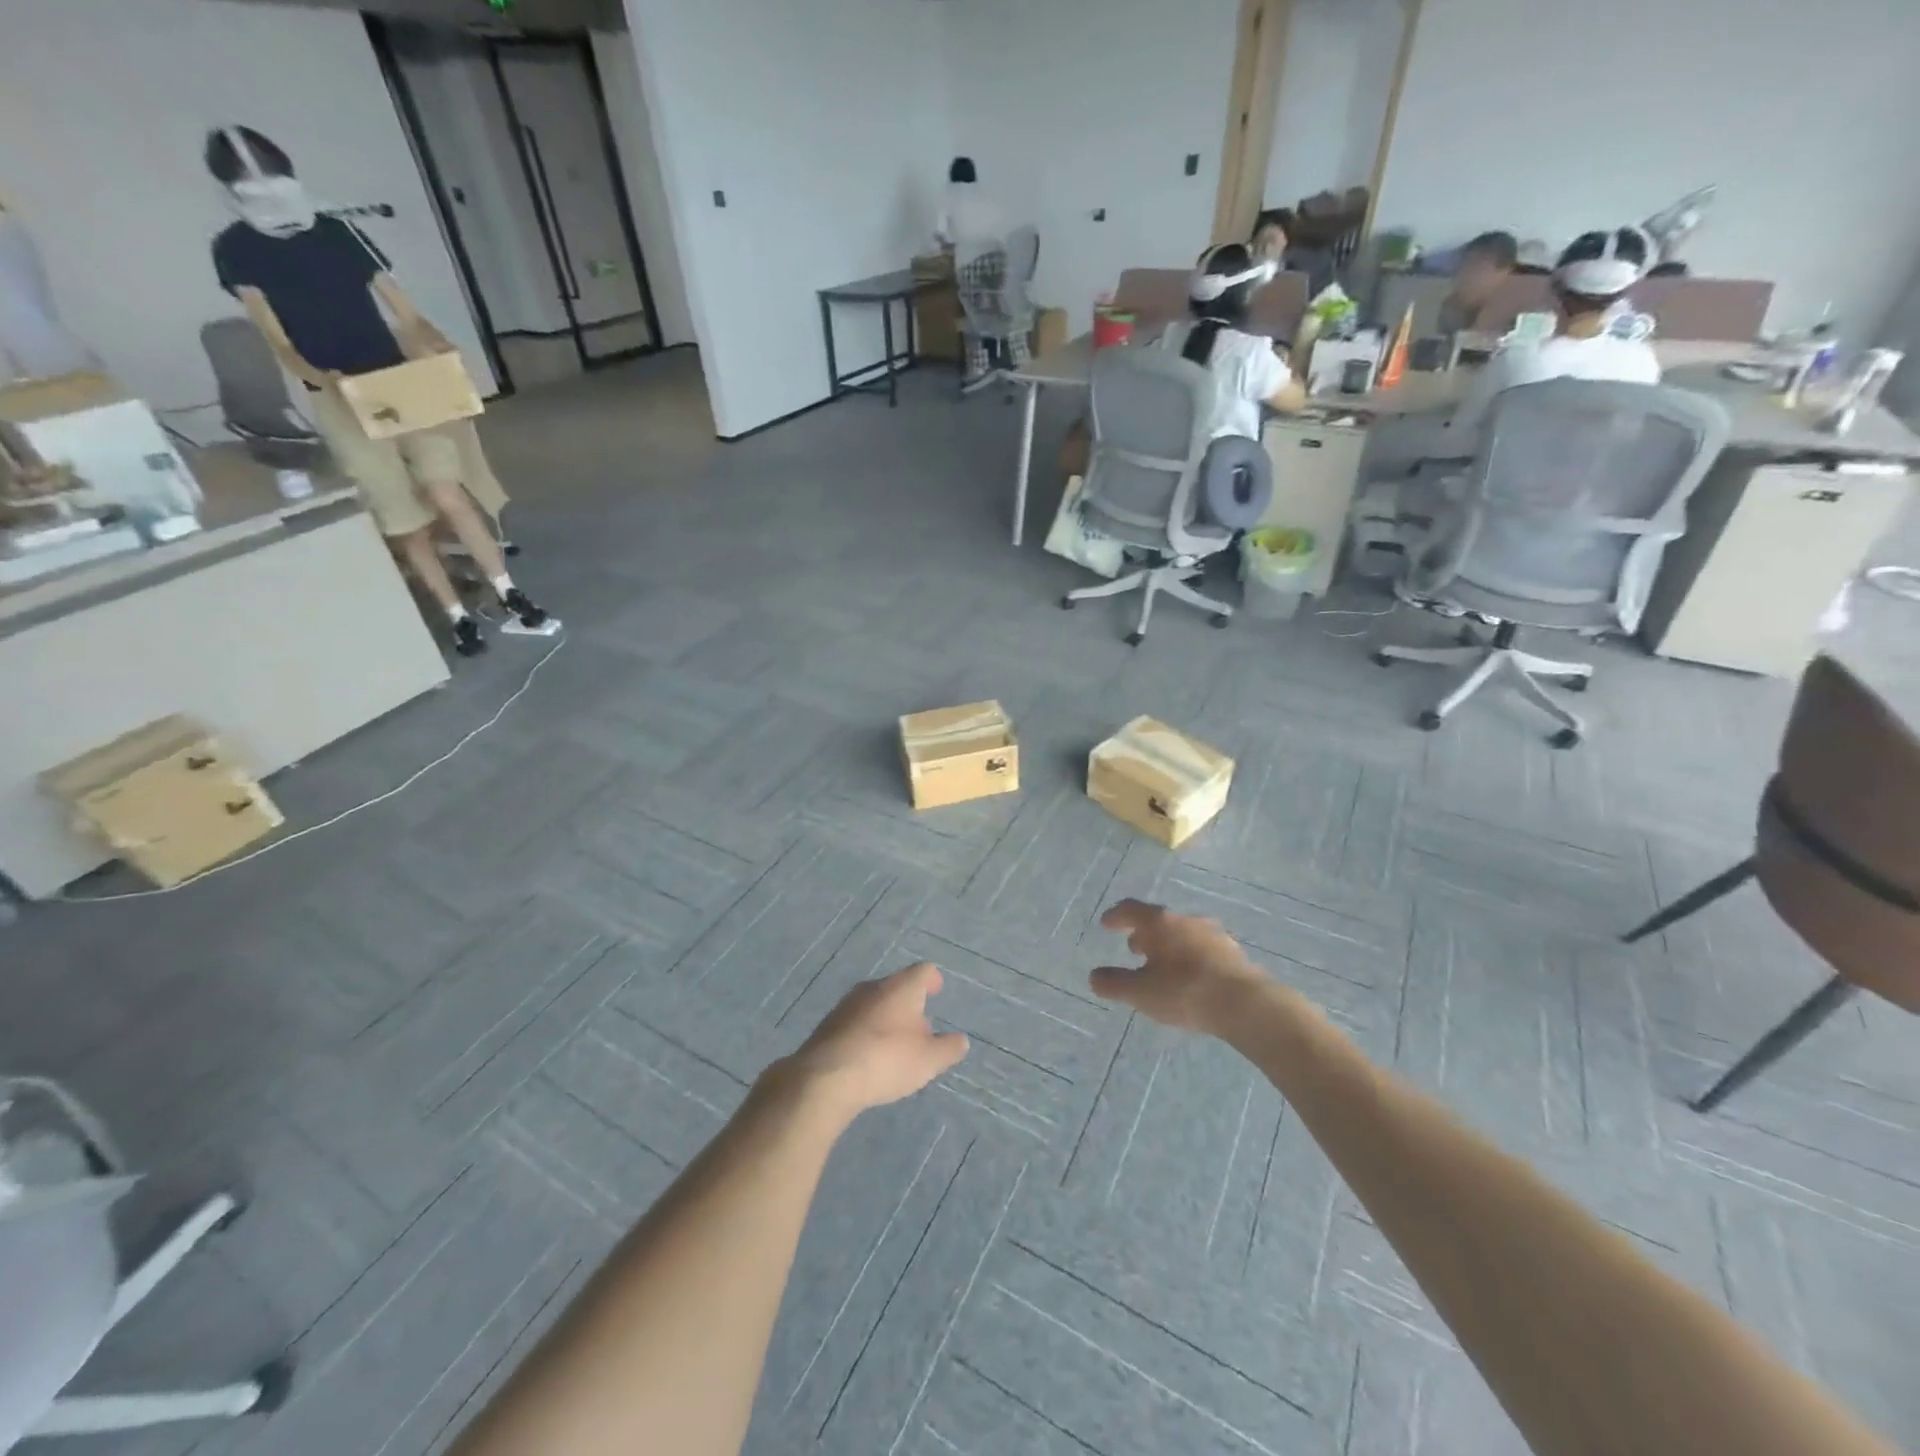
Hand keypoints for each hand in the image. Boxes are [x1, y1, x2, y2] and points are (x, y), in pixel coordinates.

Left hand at [783, 963, 968, 1118]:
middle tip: (921, 1026)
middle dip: (910, 1004)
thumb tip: (959, 1040)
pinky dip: (867, 1033)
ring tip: (896, 1045)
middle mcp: (873, 987)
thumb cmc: (886, 1059)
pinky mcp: (828, 1025)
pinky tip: (870, 1057)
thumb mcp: (929, 1059)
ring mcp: (847, 1005)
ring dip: (887, 1019)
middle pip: (897, 987)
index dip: (932, 979)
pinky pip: (856, 1023)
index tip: (937, 989)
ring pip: (875, 1004)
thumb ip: (948, 1048)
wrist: (825, 1077)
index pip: (923, 971)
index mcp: (901, 987)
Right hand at [1090, 900, 1269, 1033]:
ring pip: (1183, 934)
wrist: (1245, 1004)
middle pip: (1160, 920)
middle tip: (1134, 948)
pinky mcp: (1234, 954)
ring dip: (1169, 945)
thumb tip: (1094, 977)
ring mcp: (1214, 935)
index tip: (1106, 924)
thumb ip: (1114, 983)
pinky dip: (1190, 957)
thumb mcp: (1140, 992)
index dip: (1116, 916)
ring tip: (1162, 964)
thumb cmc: (1184, 991)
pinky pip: (1203, 949)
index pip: (1132, 909)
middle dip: (1144, 933)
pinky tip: (1191, 977)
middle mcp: (1187, 920)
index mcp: (1160, 922)